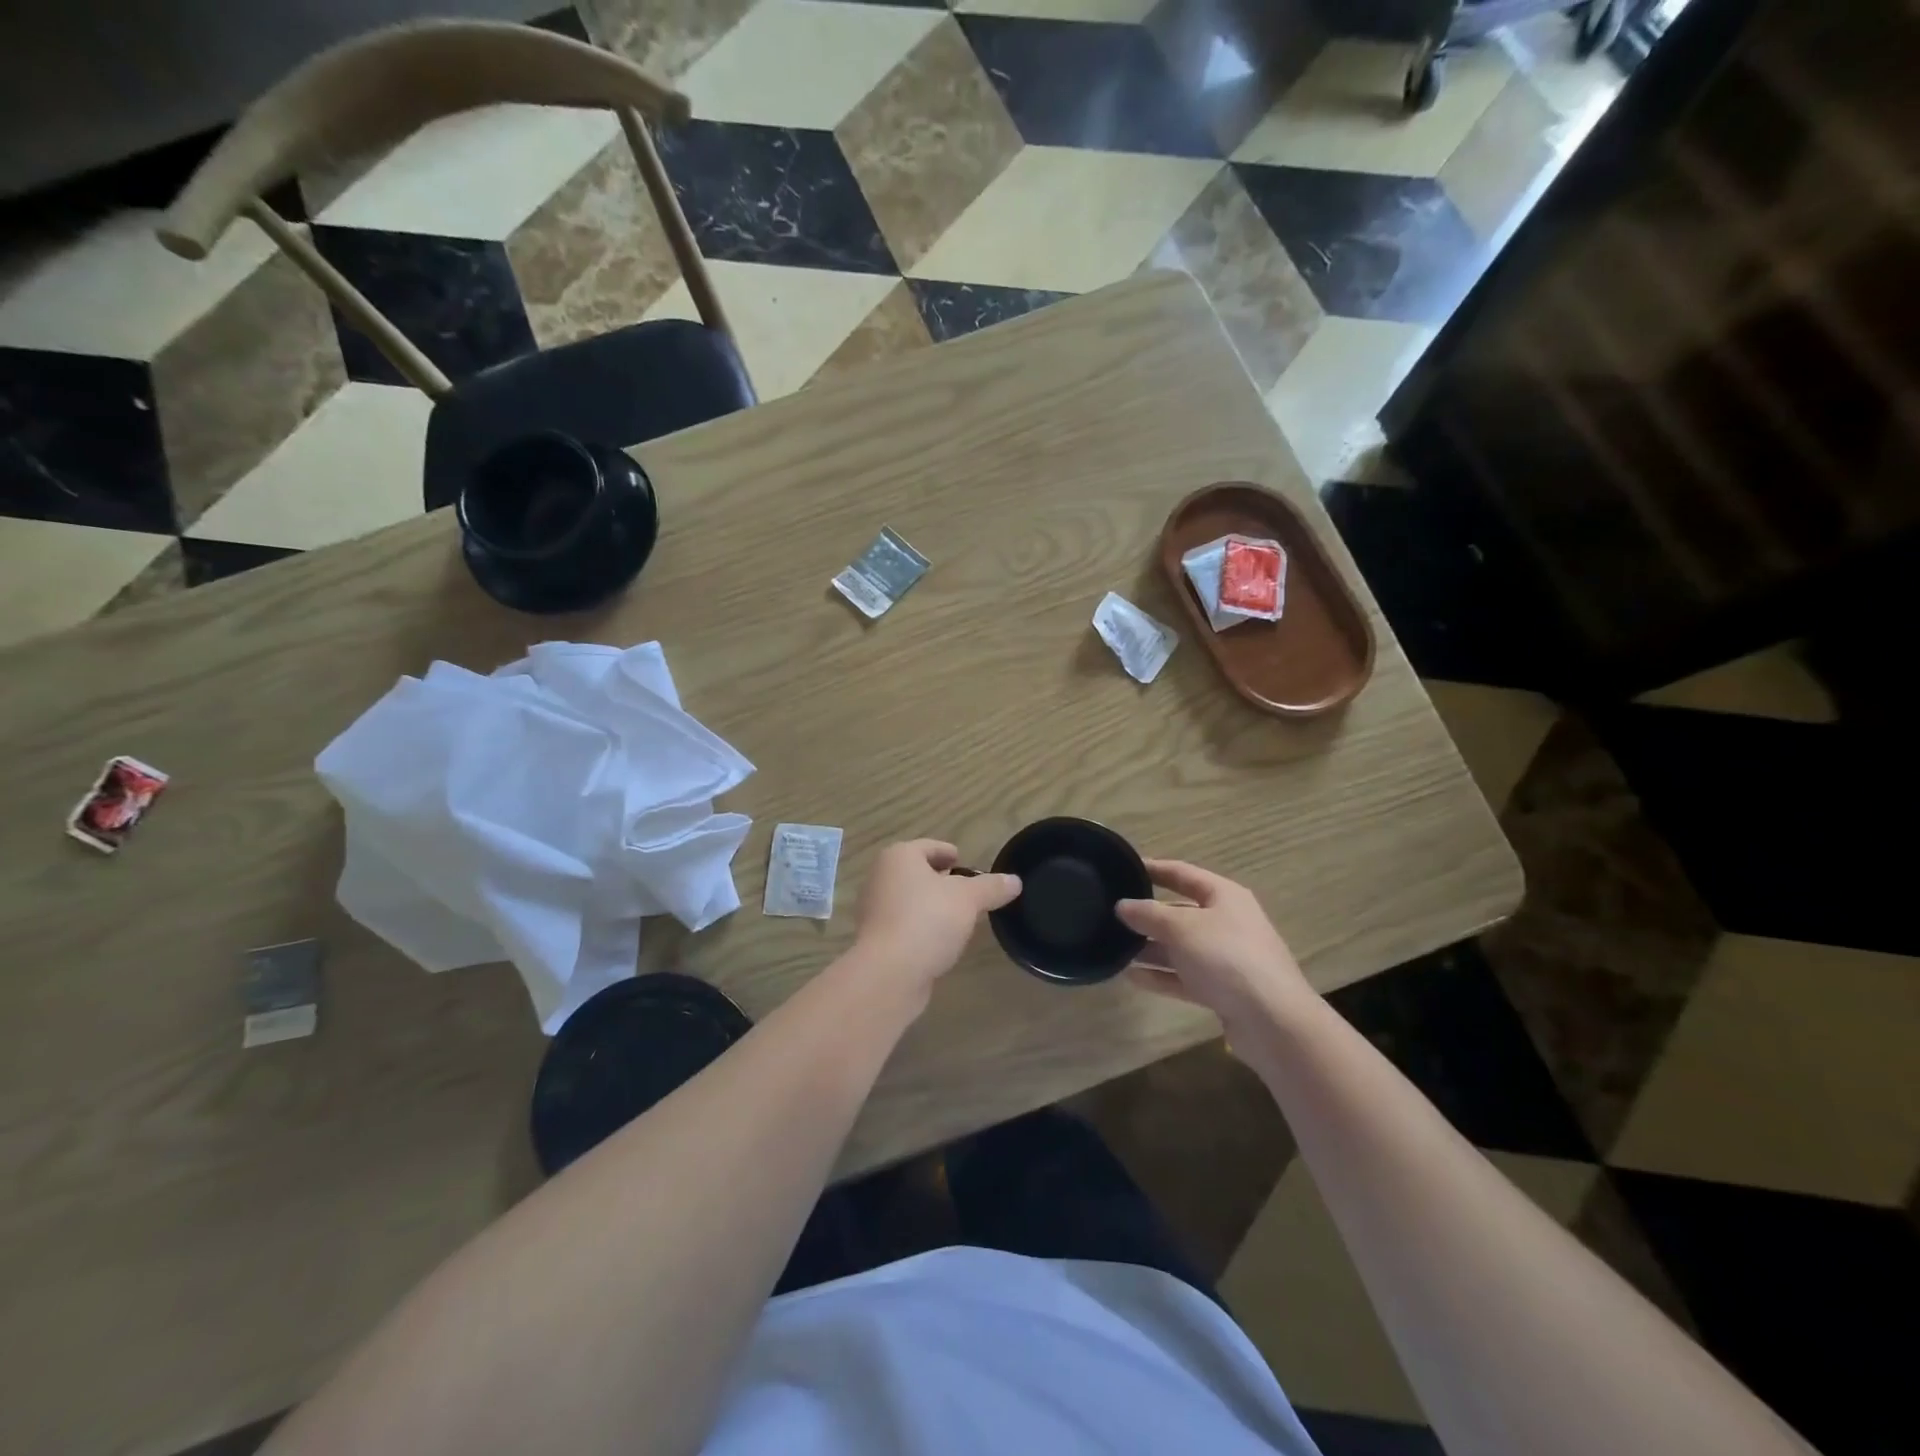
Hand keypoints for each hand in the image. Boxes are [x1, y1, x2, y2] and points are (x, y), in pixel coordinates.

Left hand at [849, 840, 1020, 995]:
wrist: (888, 973)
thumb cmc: (927, 920)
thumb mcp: (968, 899)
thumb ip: (991, 887)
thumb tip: (1015, 881)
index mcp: (899, 857)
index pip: (927, 847)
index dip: (947, 852)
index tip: (963, 861)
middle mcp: (881, 878)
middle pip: (916, 873)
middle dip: (940, 880)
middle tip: (965, 890)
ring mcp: (874, 911)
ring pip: (909, 900)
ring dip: (930, 906)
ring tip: (958, 917)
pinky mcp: (876, 941)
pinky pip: (904, 926)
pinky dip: (921, 928)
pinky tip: (940, 942)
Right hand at [1115, 860, 1310, 1029]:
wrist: (1273, 1020)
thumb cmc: (1227, 957)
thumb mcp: (1182, 928)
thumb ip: (1149, 914)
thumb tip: (1122, 905)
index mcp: (1223, 896)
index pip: (1182, 874)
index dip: (1153, 869)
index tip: (1123, 868)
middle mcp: (1226, 923)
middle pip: (1179, 912)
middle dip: (1147, 914)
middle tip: (1111, 915)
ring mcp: (1225, 958)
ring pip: (1180, 947)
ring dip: (1150, 948)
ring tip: (1115, 948)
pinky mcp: (1222, 990)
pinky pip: (1184, 976)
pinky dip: (1160, 976)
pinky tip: (1131, 977)